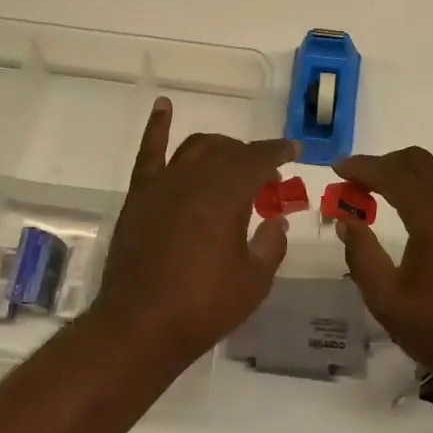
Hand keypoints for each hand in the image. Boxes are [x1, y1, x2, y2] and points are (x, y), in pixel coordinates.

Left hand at [89, 98, 297, 367]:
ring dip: (218, 147)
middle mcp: (195, 179)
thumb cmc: (203, 307)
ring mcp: (162, 184)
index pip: (258, 160)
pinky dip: (157, 126)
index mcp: (226, 196)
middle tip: (265, 177)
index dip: (279, 152)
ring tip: (230, 159)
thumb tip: (275, 220)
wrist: (140, 326)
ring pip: (195, 148)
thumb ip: (271, 244)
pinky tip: (164, 106)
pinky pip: (149, 152)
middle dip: (251, 157)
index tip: (294, 151)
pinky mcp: (139, 195)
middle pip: (228, 152)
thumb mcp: (254, 282)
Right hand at [335, 148, 432, 396]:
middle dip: (386, 164)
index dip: (363, 167)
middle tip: (359, 181)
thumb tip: (347, 222)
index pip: (393, 175)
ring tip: (397, 183)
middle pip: (421, 163)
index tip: (338, 169)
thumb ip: (362, 256)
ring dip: (418, 167)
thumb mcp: (387, 301)